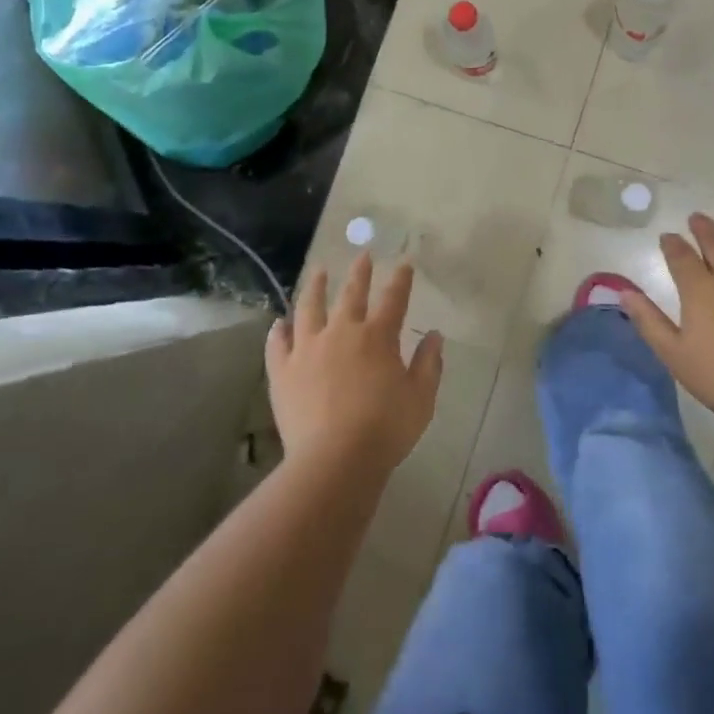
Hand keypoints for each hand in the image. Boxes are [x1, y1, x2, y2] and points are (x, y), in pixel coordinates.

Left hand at [265, 253, 443, 474]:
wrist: (335, 459)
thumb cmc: (386, 428)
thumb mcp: (421, 398)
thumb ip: (428, 364)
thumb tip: (434, 335)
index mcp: (378, 336)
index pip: (394, 298)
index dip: (401, 278)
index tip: (404, 261)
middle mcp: (342, 332)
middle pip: (351, 294)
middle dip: (359, 272)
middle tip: (362, 254)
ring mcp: (308, 349)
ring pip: (309, 308)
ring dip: (315, 287)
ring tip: (317, 271)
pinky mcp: (283, 371)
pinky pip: (278, 344)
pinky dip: (278, 332)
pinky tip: (278, 323)